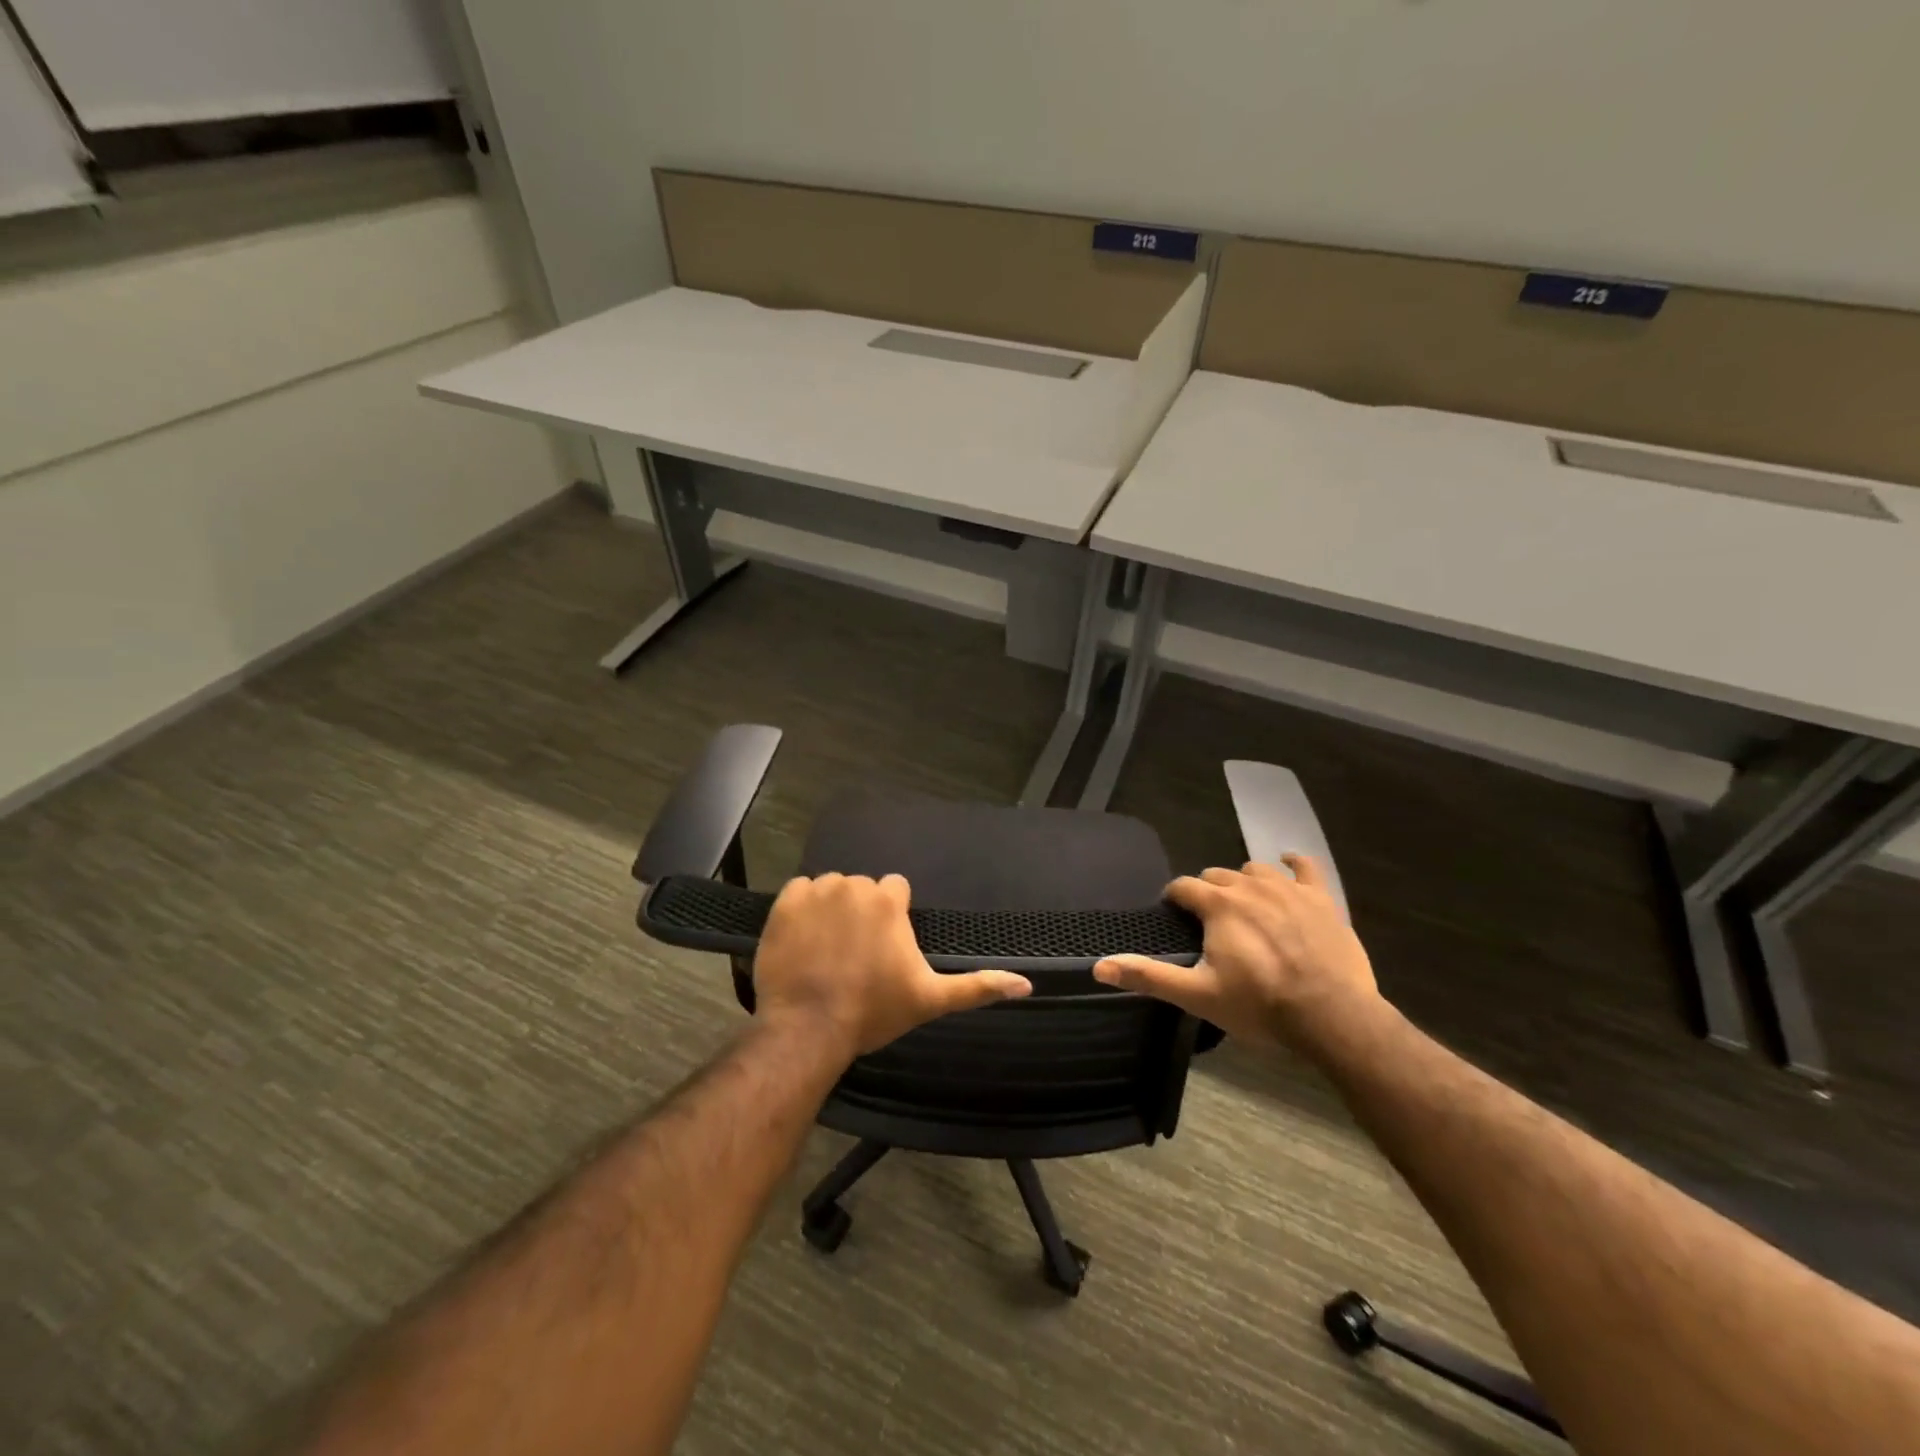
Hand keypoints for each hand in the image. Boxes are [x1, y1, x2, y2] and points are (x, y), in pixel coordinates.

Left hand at [752, 873, 1031, 1059]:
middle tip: (855, 954)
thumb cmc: (873, 1011)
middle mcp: (854, 885)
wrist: (808, 1029)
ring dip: (832, 910)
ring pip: (831, 888)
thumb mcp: (930, 999)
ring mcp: (817, 891)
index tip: (884, 948)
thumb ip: (977, 986)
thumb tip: (1028, 984)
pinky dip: (801, 909)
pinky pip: (798, 891)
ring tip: (827, 950)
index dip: (892, 917)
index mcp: (888, 900)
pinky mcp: (785, 903)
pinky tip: (804, 941)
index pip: (895, 889)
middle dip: (862, 913)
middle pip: (862, 889)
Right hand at [1093, 856, 1379, 1050]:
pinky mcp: (1321, 899)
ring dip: (1243, 882)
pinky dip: (1293, 864)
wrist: (1332, 1017)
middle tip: (1210, 923)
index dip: (1174, 899)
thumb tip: (1099, 966)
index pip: (1183, 887)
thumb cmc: (1260, 1006)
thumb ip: (1149, 977)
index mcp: (1218, 905)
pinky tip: (1288, 865)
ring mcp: (1288, 889)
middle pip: (1217, 876)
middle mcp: (1249, 886)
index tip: (1174, 915)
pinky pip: (1305, 867)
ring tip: (1244, 906)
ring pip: (1255, 870)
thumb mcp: (1198, 995)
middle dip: (1207, 893)